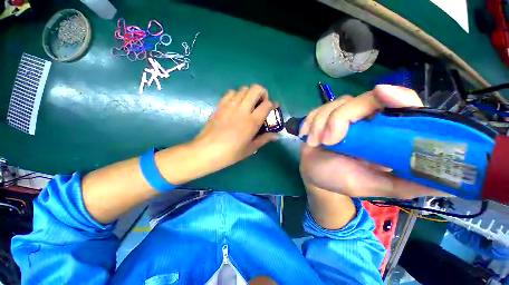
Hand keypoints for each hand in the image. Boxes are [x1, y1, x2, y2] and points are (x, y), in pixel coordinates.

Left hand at [191, 85, 278, 172]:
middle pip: (256, 89)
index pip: (267, 104)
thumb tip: (276, 135)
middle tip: (261, 104)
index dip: (273, 104)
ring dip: (249, 94)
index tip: (273, 108)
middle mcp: (242, 109)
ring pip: (243, 89)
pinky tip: (236, 106)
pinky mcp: (220, 105)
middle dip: (262, 93)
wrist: (206, 151)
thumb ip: (264, 139)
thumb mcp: (250, 148)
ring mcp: (230, 106)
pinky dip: (237, 95)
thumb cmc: (230, 153)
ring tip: (248, 105)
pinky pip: (231, 93)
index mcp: (252, 121)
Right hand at [300, 85, 445, 198]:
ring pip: (334, 105)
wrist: (318, 177)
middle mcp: (365, 120)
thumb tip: (450, 181)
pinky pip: (316, 111)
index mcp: (384, 133)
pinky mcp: (322, 119)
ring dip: (321, 123)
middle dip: (340, 119)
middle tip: (330, 141)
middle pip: (360, 100)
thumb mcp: (379, 186)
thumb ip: (410, 182)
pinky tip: (306, 135)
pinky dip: (309, 122)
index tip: (383, 94)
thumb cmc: (346, 181)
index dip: (396, 95)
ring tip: (316, 143)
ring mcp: (341, 118)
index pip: (400, 103)